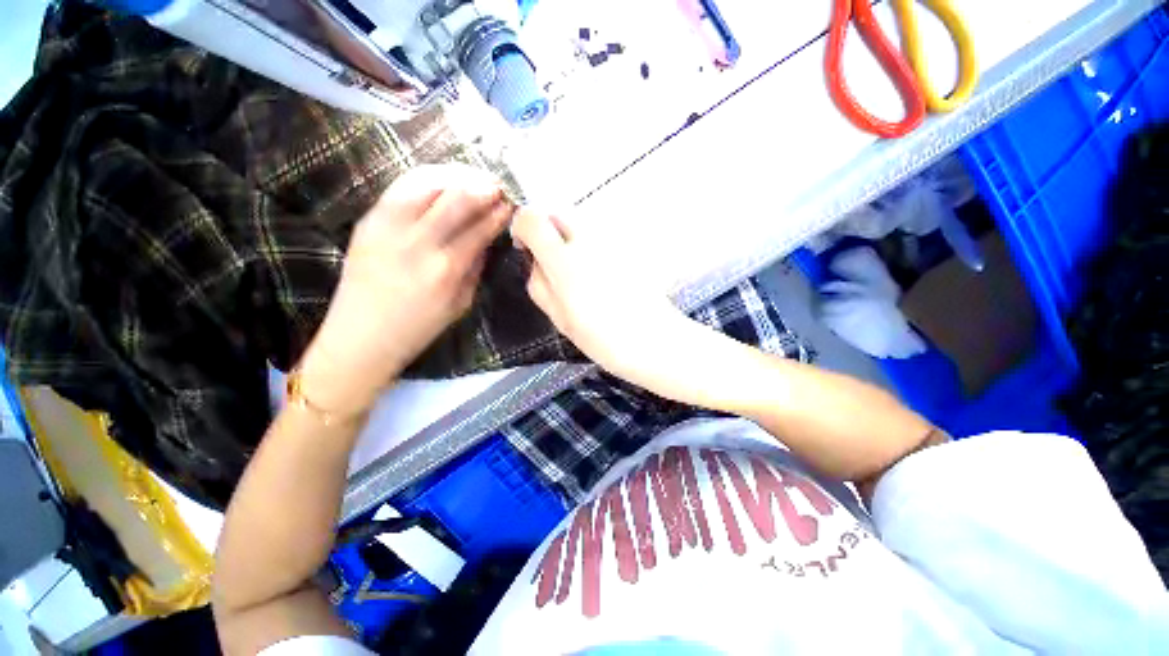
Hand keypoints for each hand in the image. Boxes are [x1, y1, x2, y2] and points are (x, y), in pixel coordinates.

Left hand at [300, 165, 512, 414]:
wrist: (361, 336)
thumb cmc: (419, 327)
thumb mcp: (461, 304)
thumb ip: (476, 268)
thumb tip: (487, 240)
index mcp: (446, 269)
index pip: (480, 229)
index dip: (498, 213)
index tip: (511, 204)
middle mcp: (418, 241)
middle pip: (456, 198)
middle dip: (482, 186)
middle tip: (497, 185)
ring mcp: (388, 226)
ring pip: (426, 183)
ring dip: (455, 175)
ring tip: (471, 177)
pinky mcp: (368, 220)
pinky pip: (401, 187)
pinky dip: (426, 178)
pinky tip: (441, 180)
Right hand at [511, 209, 716, 400]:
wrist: (654, 339)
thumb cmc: (603, 337)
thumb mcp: (559, 317)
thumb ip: (539, 284)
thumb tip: (534, 261)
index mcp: (564, 259)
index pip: (532, 218)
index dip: (522, 228)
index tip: (526, 248)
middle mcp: (588, 239)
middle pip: (558, 212)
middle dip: (548, 230)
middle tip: (553, 261)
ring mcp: (612, 239)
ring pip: (581, 223)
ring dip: (572, 239)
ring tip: (581, 273)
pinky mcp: (629, 245)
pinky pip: (601, 235)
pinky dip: (593, 246)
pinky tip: (602, 274)